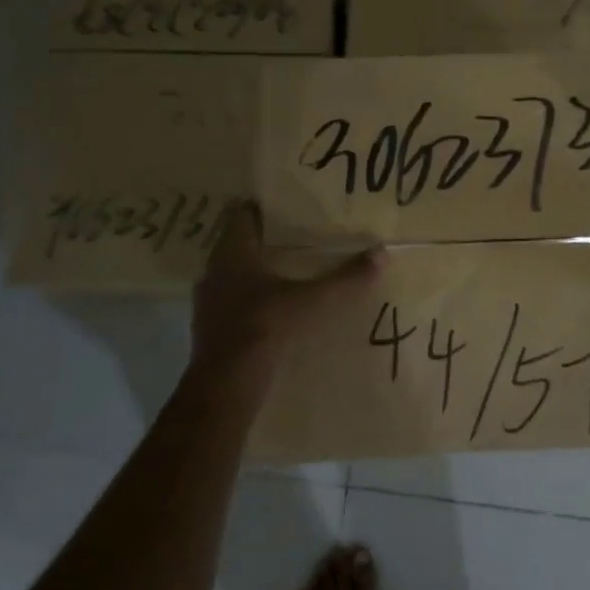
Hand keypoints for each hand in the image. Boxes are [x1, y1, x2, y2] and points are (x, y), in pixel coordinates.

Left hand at [190, 203, 381, 378]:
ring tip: (288, 272)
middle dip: (265, 240)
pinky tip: (273, 309)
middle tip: (296, 237)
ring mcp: (208, 301)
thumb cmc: (267, 327)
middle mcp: (214, 270)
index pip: (241, 214)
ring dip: (256, 272)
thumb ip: (347, 278)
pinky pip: (232, 303)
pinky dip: (251, 301)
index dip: (263, 208)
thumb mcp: (315, 301)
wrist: (227, 383)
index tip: (288, 206)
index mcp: (233, 252)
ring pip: (233, 275)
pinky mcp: (210, 329)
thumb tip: (382, 253)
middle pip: (238, 244)